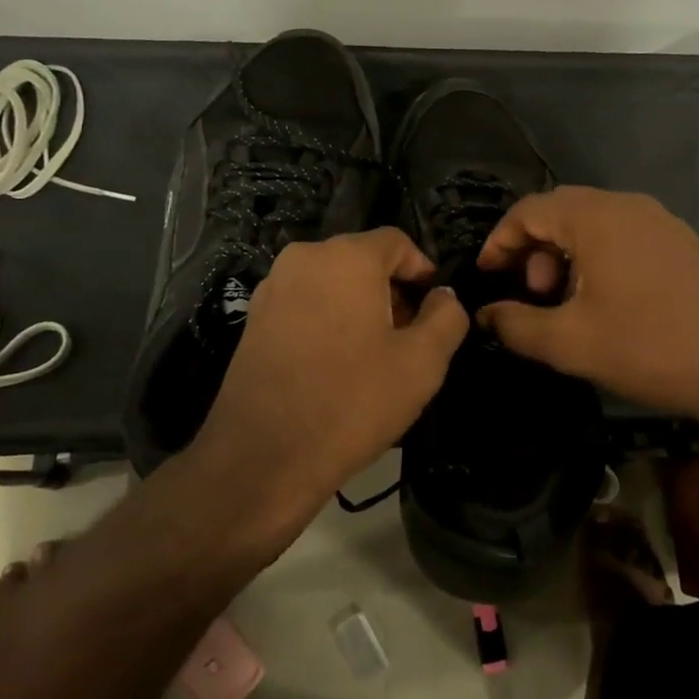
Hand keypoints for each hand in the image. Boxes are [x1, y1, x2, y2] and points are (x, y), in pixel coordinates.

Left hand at [192, 227, 467, 515]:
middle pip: (362, 260)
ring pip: (331, 282)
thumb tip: (444, 297)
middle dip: (391, 291)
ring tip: (374, 355)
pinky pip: (304, 304)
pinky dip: (328, 319)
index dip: (423, 271)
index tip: (435, 308)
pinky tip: (336, 364)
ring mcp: (272, 287)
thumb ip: (446, 318)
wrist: (264, 456)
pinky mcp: (253, 319)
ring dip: (359, 306)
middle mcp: (303, 258)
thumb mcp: (422, 363)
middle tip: (409, 336)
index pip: (397, 242)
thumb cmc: (352, 401)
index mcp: (346, 257)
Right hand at [476, 187, 698, 433]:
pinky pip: (622, 237)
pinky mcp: (681, 244)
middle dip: (533, 248)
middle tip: (530, 293)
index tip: (486, 274)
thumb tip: (486, 314)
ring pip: (593, 224)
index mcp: (596, 217)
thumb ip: (517, 324)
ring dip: (565, 255)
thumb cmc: (651, 346)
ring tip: (564, 302)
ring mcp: (660, 223)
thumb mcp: (570, 342)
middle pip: (561, 211)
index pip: (529, 209)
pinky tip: (603, 303)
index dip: (500, 240)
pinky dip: (596, 259)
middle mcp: (628, 206)